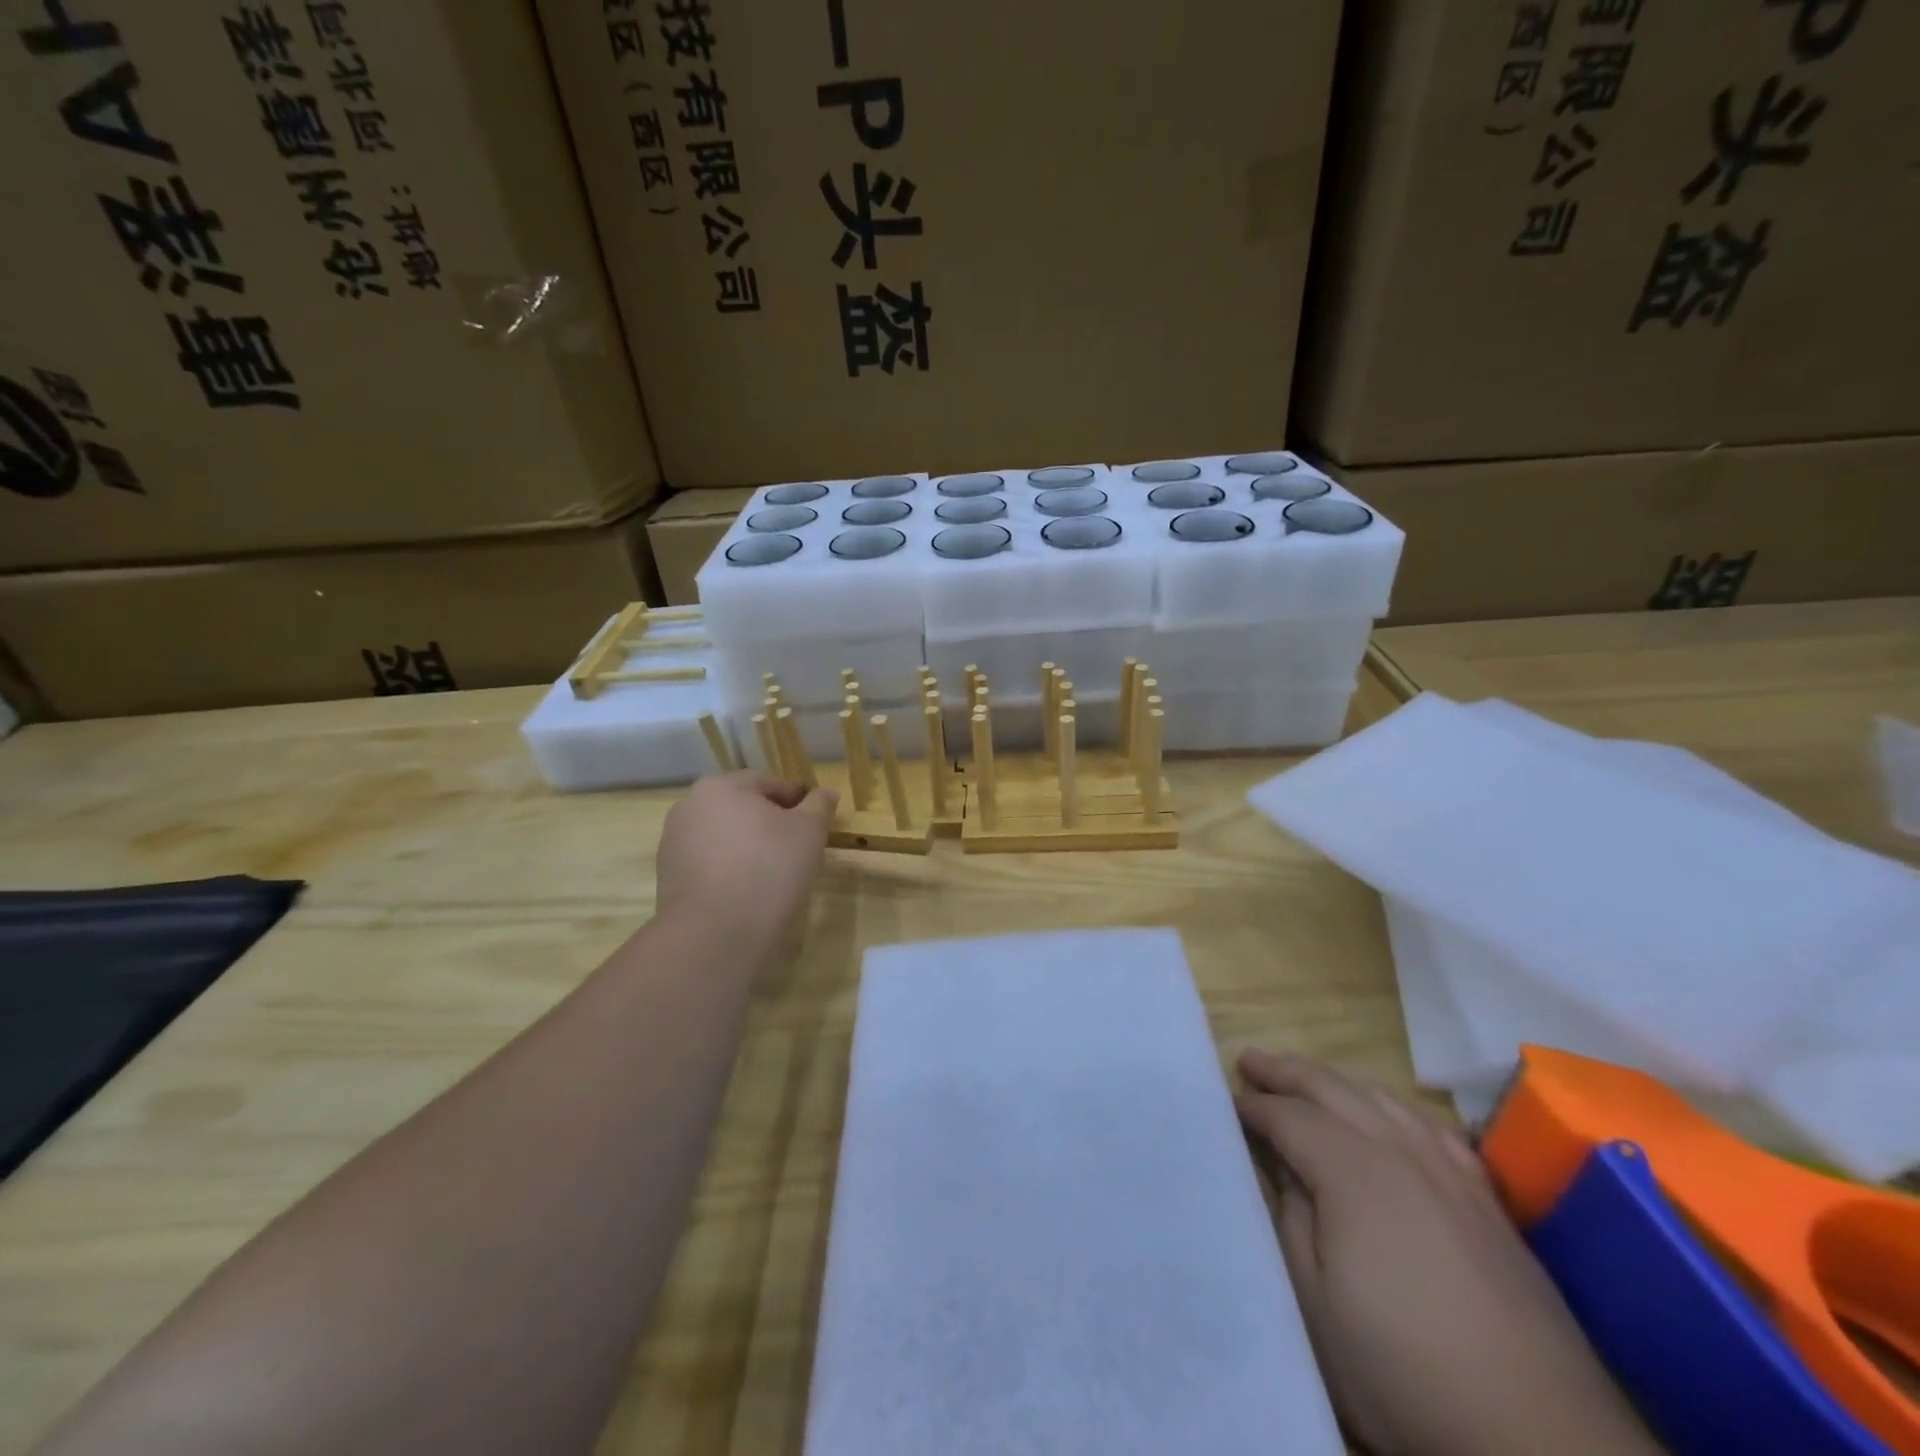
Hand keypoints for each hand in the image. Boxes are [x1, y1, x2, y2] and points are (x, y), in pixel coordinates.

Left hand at [656, 773, 835, 939]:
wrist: (715, 933)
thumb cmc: (769, 868)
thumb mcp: (809, 831)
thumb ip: (819, 805)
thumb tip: (827, 791)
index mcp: (721, 786)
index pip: (769, 783)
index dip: (798, 800)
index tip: (816, 822)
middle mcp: (690, 806)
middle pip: (742, 808)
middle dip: (770, 823)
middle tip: (799, 848)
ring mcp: (674, 842)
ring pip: (724, 836)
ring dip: (748, 846)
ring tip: (774, 873)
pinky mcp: (668, 877)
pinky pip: (710, 863)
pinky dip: (730, 869)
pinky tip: (748, 890)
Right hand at [1235, 1052, 1659, 1455]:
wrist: (1540, 1440)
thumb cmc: (1403, 1371)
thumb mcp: (1316, 1303)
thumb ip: (1292, 1220)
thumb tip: (1282, 1167)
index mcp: (1353, 1172)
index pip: (1290, 1118)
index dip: (1255, 1107)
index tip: (1227, 1102)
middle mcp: (1402, 1154)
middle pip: (1334, 1090)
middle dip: (1288, 1072)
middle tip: (1251, 1060)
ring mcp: (1451, 1175)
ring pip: (1383, 1100)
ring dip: (1337, 1081)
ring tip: (1308, 1077)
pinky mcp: (1487, 1204)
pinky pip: (1432, 1129)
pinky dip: (1395, 1108)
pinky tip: (1391, 1116)